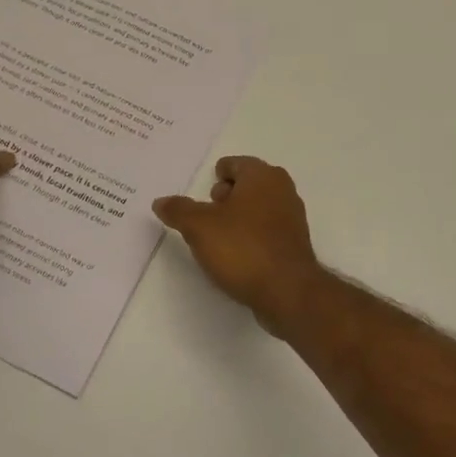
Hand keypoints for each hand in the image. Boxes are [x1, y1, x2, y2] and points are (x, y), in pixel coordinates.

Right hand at [154, 157, 325, 333]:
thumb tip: (161, 202)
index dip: (216, 176)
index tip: (202, 195)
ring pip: (258, 208)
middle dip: (226, 196)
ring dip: (238, 218)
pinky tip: (237, 255)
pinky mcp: (294, 244)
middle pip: (248, 184)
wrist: (287, 291)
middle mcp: (282, 189)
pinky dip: (251, 236)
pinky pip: (267, 230)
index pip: (234, 164)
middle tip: (207, 215)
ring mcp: (293, 217)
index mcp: (262, 176)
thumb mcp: (199, 227)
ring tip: (217, 238)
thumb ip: (178, 210)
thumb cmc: (242, 248)